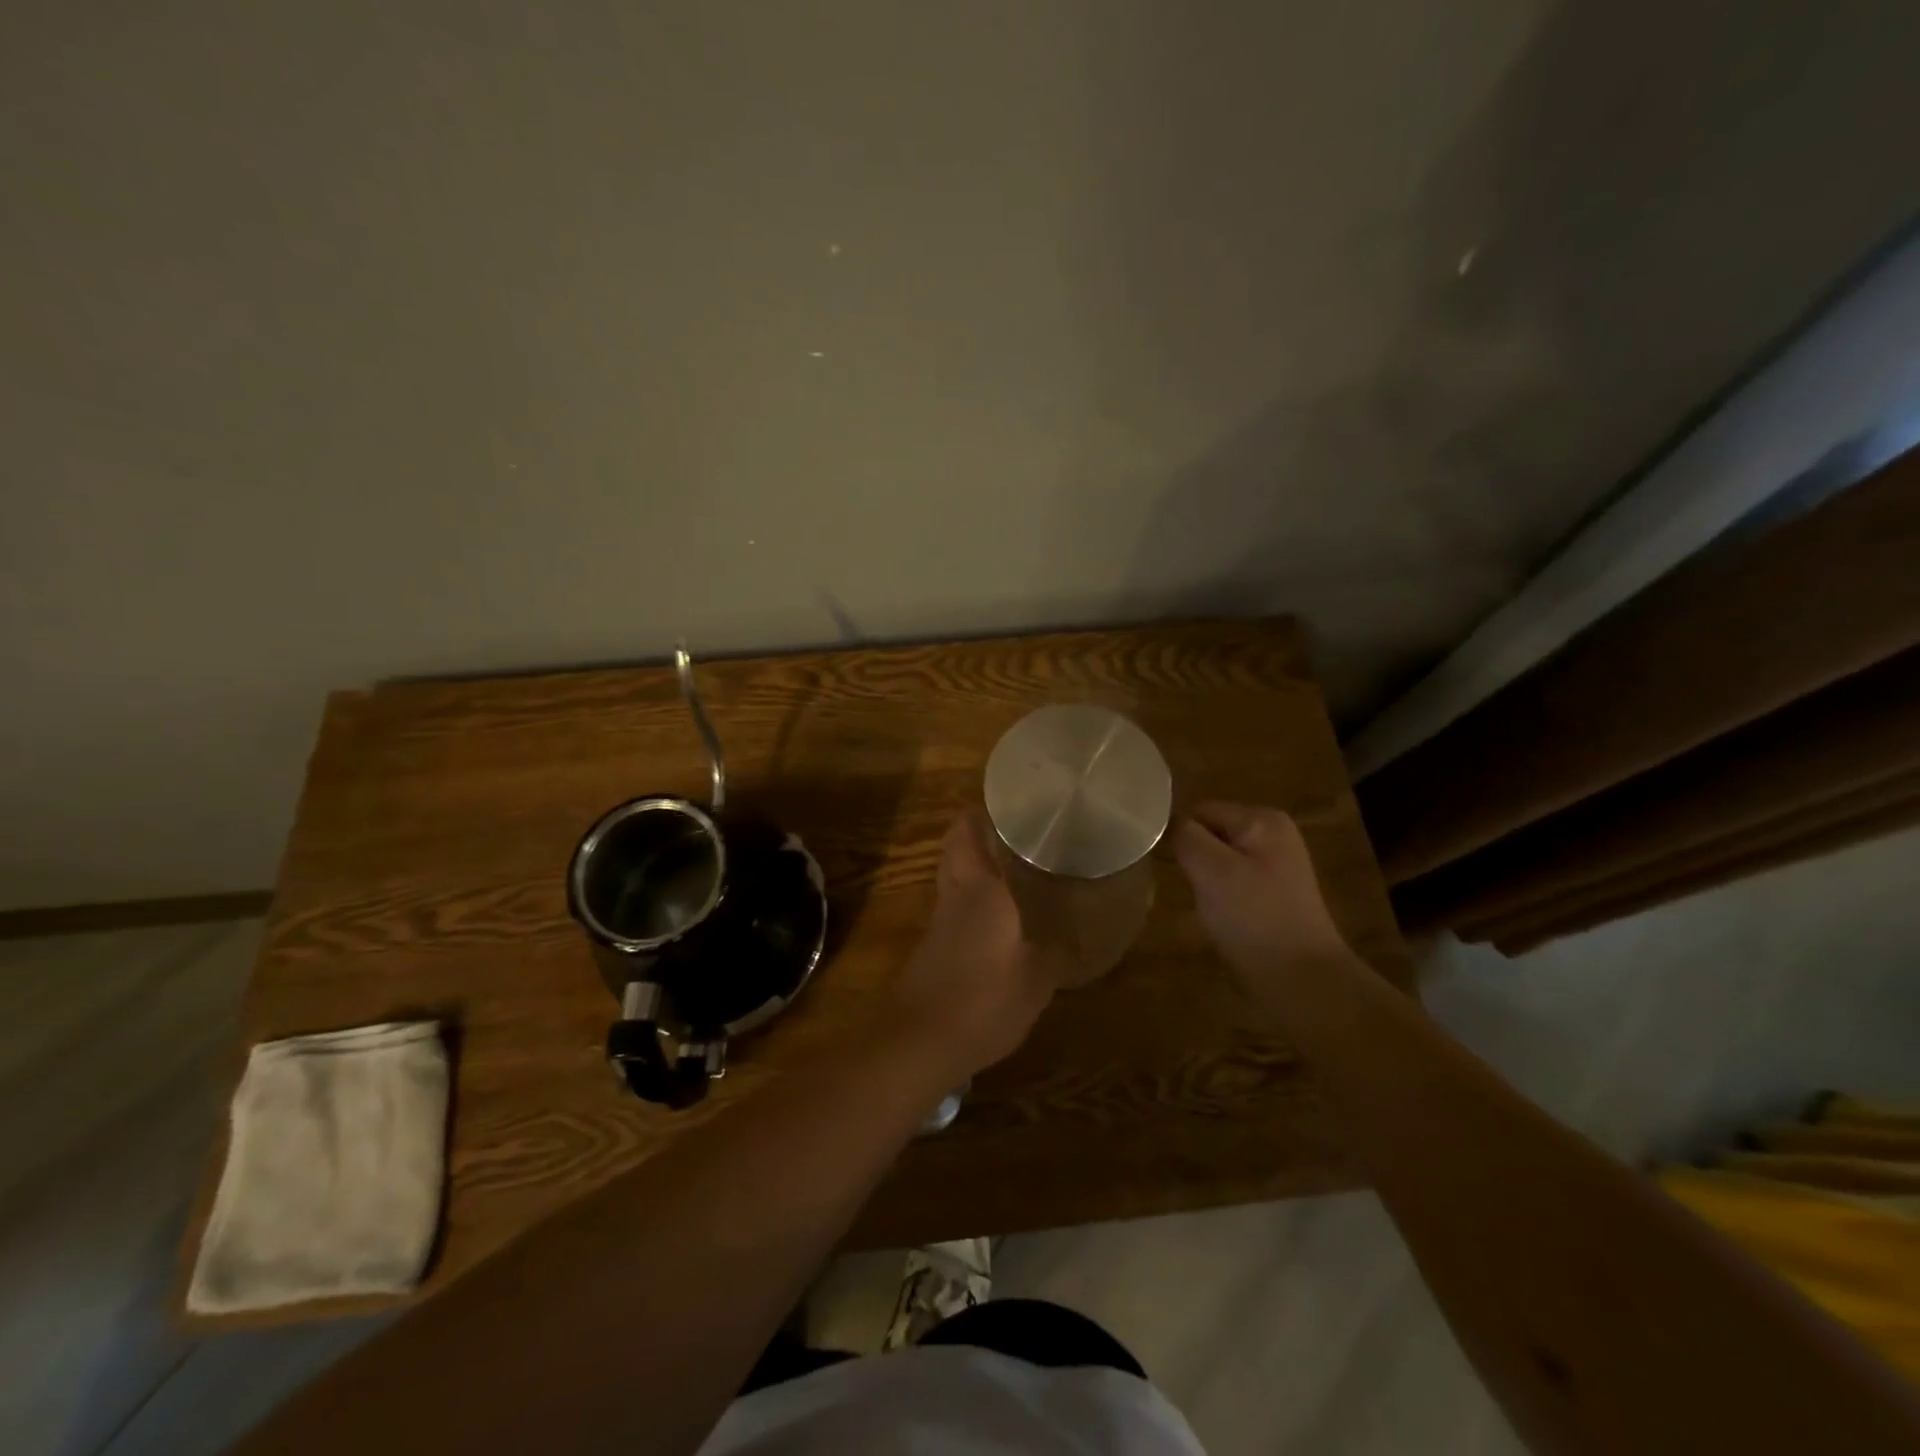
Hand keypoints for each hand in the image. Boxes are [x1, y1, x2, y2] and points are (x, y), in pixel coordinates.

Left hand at [889, 811, 1060, 1081]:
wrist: (921, 1041)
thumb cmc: (984, 1000)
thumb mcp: (1037, 979)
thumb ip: (1055, 951)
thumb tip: (1070, 936)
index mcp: (980, 887)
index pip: (966, 830)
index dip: (981, 811)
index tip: (1011, 804)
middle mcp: (955, 894)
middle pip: (956, 849)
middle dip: (979, 835)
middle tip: (1019, 836)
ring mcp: (940, 921)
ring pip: (955, 878)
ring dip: (978, 868)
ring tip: (1019, 872)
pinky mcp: (933, 947)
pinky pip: (956, 909)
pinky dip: (975, 903)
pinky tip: (1004, 920)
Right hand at [1172, 802, 1352, 992]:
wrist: (1302, 981)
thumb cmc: (1254, 918)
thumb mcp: (1210, 869)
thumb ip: (1185, 836)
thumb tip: (1170, 823)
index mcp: (1262, 819)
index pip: (1199, 811)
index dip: (1182, 838)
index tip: (1177, 870)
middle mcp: (1274, 834)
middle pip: (1209, 834)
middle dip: (1195, 860)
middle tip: (1196, 891)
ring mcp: (1277, 866)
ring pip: (1217, 861)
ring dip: (1206, 882)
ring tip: (1210, 908)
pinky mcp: (1274, 895)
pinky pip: (1232, 883)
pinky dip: (1221, 899)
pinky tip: (1225, 920)